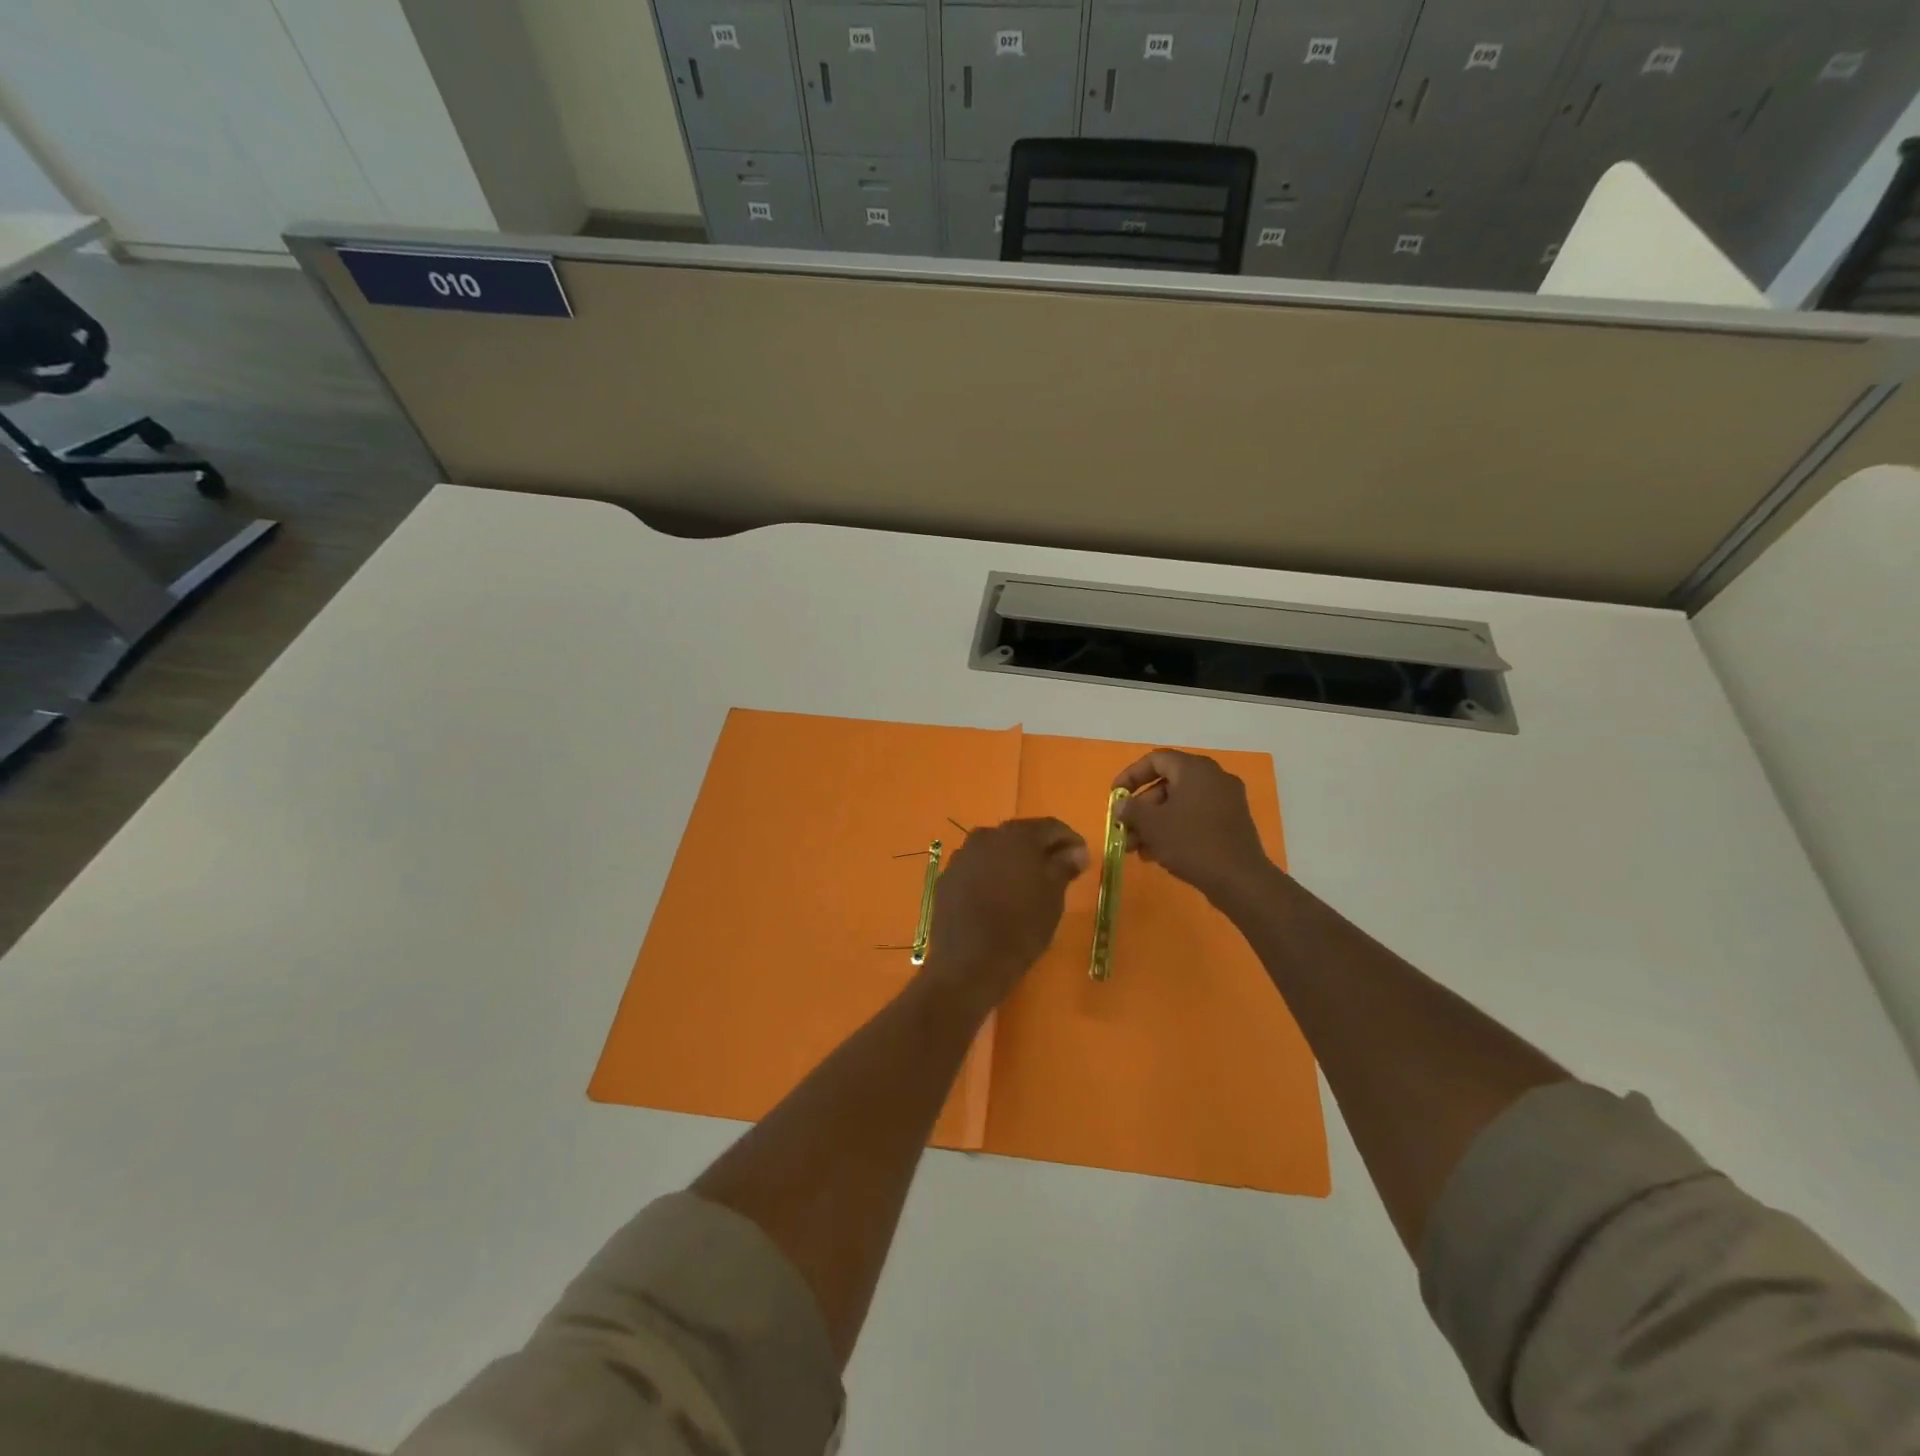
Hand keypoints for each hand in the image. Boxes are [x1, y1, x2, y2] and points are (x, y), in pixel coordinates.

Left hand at [922, 818, 1087, 1011]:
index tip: (1081, 857)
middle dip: (1040, 849)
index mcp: (1016, 836)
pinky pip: (975, 868)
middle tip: (1057, 869)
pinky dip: (990, 874)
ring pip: (995, 850)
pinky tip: (998, 896)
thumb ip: (1064, 866)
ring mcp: (962, 856)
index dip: (1069, 839)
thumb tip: (1076, 850)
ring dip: (1012, 860)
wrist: (969, 964)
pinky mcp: (947, 878)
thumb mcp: (1052, 897)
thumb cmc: (1021, 928)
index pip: (1050, 827)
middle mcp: (986, 836)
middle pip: (1020, 836)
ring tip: (1027, 884)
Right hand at [1114, 750, 1273, 905]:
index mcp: (1195, 769)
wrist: (1239, 879)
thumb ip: (1131, 809)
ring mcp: (1227, 800)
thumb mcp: (1152, 825)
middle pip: (1167, 784)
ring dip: (1155, 823)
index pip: (1155, 760)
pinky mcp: (1232, 822)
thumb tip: (1121, 805)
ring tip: (1137, 849)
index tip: (1115, 796)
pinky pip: (1196, 817)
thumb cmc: (1191, 843)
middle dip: (1141, 809)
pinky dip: (1175, 829)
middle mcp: (1213, 777)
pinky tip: (1159, 854)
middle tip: (1124, 830)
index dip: (1130, 776)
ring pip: (1180, 804)